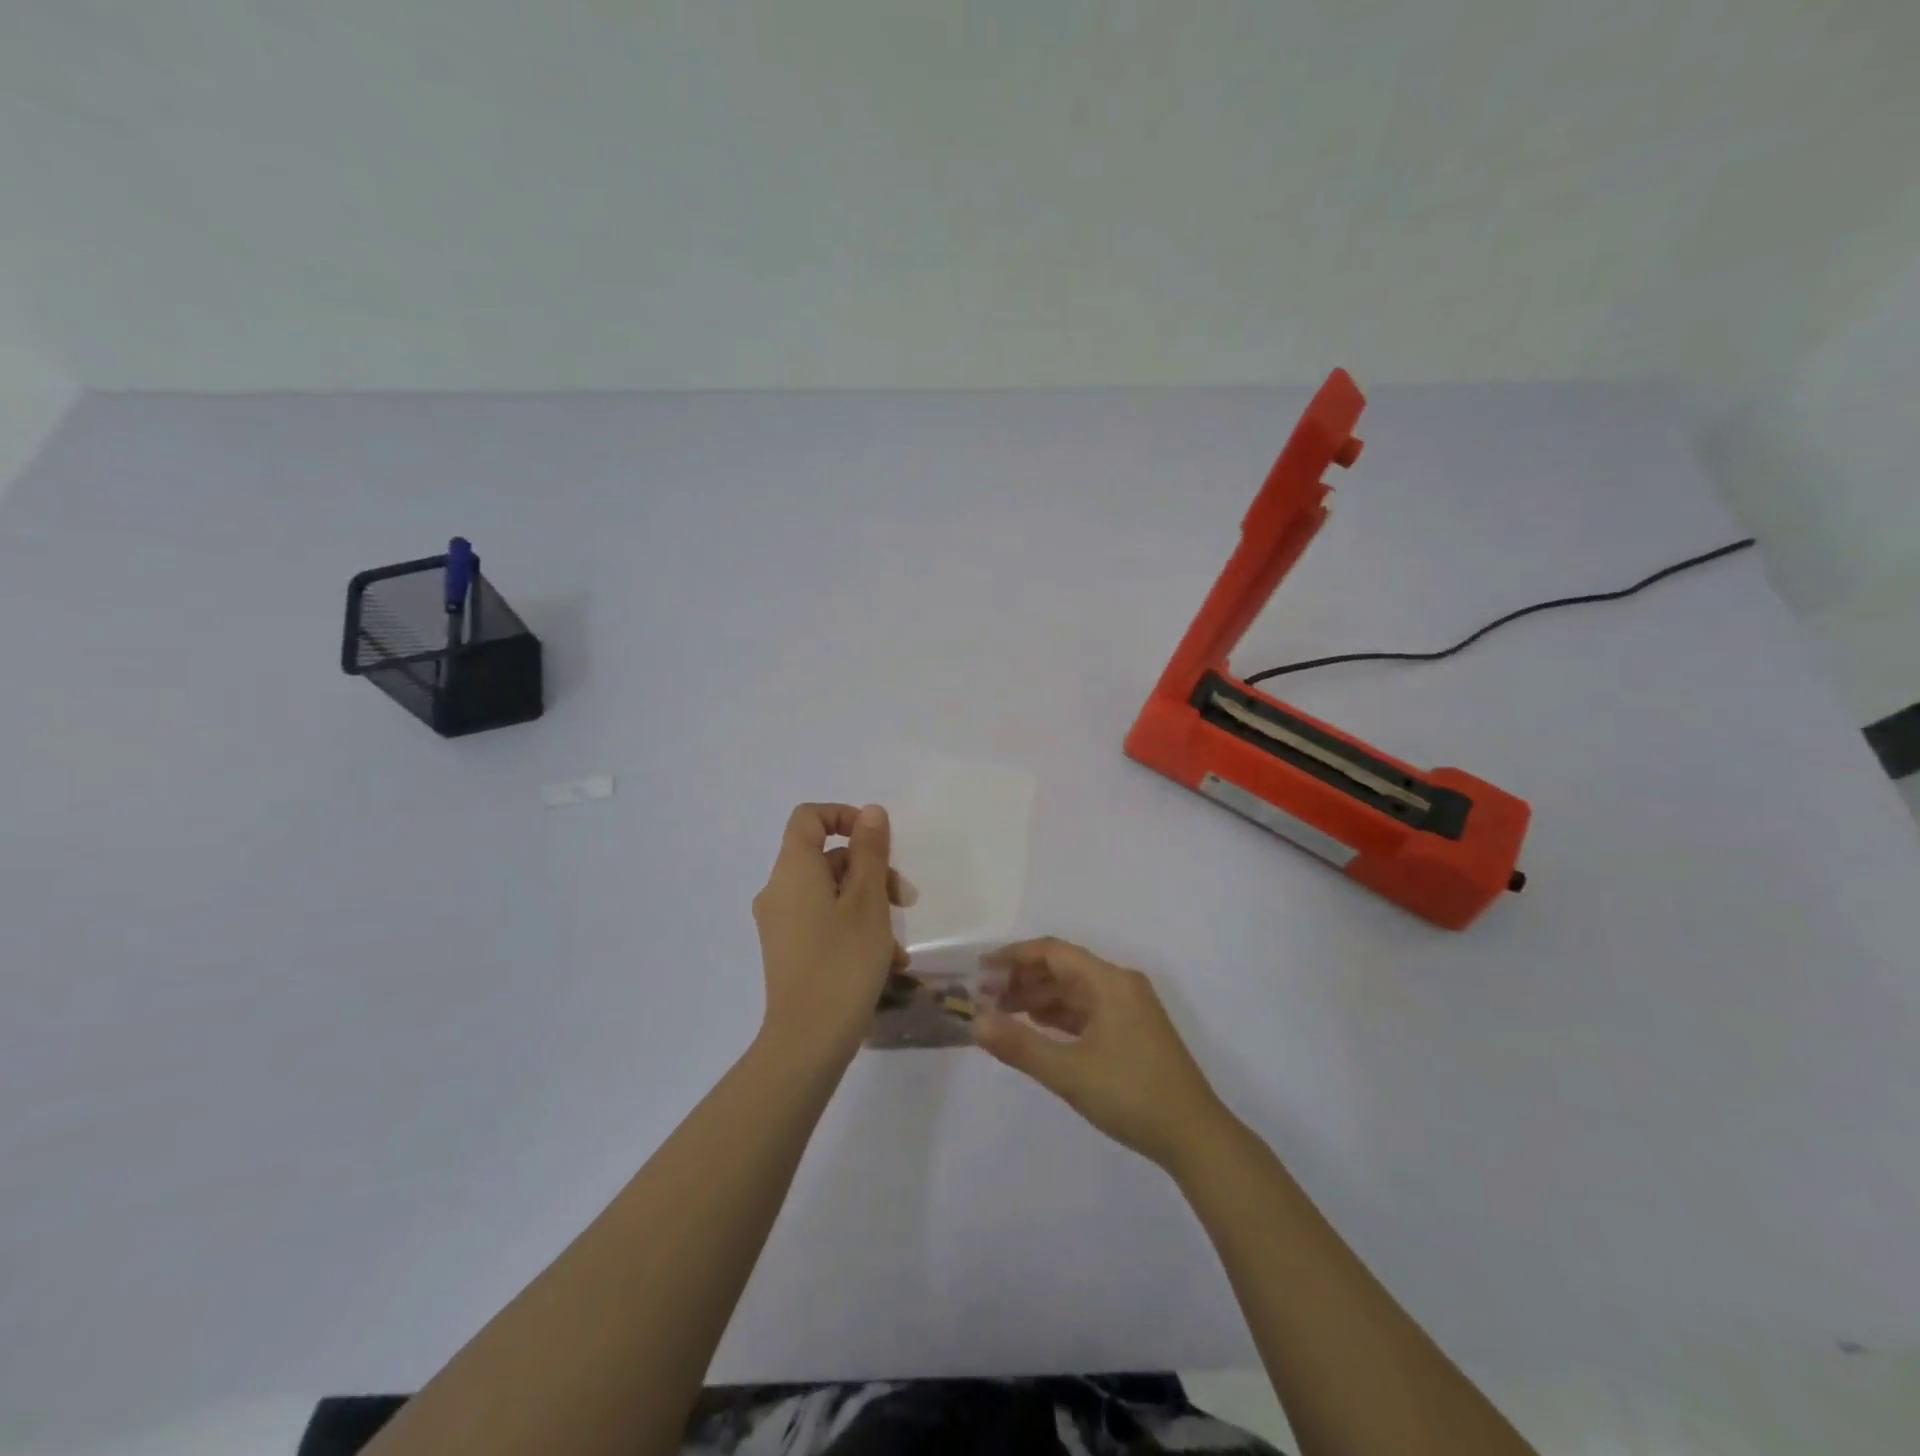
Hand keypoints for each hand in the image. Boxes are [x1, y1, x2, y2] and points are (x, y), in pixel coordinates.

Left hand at [752, 803, 909, 1061]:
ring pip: (830, 893)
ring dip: (869, 904)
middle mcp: (779, 891)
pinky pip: (823, 921)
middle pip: (826, 858)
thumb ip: (870, 852)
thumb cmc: (843, 961)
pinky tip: (887, 961)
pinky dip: (853, 928)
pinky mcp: (788, 951)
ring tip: (900, 940)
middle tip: (905, 899)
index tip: (877, 840)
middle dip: (871, 870)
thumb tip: (870, 812)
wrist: (808, 1040)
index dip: (844, 816)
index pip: (809, 817)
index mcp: (793, 870)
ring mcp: (781, 923)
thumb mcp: (868, 901)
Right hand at [974, 937, 1231, 1170]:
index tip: (981, 971)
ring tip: (1002, 1012)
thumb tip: (975, 1021)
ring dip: (1039, 997)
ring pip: (1075, 990)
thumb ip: (1019, 1044)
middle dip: (1023, 978)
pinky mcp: (1132, 1031)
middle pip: (1064, 968)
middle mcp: (1120, 985)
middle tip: (985, 996)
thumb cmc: (1131, 1094)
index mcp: (1109, 981)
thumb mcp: (1069, 1072)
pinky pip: (1087, 1009)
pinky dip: (1059, 1014)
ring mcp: (1129, 1008)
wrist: (1194, 1137)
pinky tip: (1036, 1026)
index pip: (1053, 952)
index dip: (1014, 957)